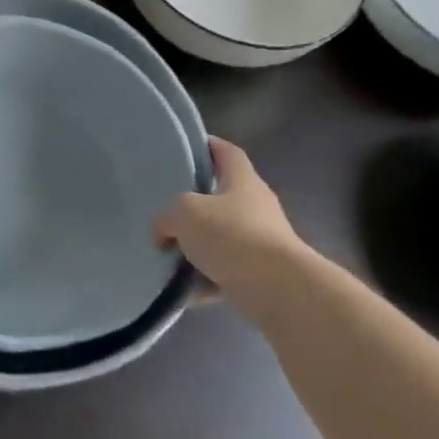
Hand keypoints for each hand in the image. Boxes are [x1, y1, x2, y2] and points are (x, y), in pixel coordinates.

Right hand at [152, 137, 305, 303]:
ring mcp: (260, 241)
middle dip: (192, 205)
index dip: (206, 146)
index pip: (226, 152)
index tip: (183, 150)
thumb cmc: (232, 235)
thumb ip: (166, 217)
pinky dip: (204, 281)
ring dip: (195, 247)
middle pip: (220, 197)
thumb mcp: (185, 213)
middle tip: (164, 208)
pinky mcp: (260, 275)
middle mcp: (255, 206)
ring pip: (220, 238)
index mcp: (242, 180)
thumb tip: (161, 231)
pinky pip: (224, 272)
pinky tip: (182, 291)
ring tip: (166, 255)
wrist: (278, 290)